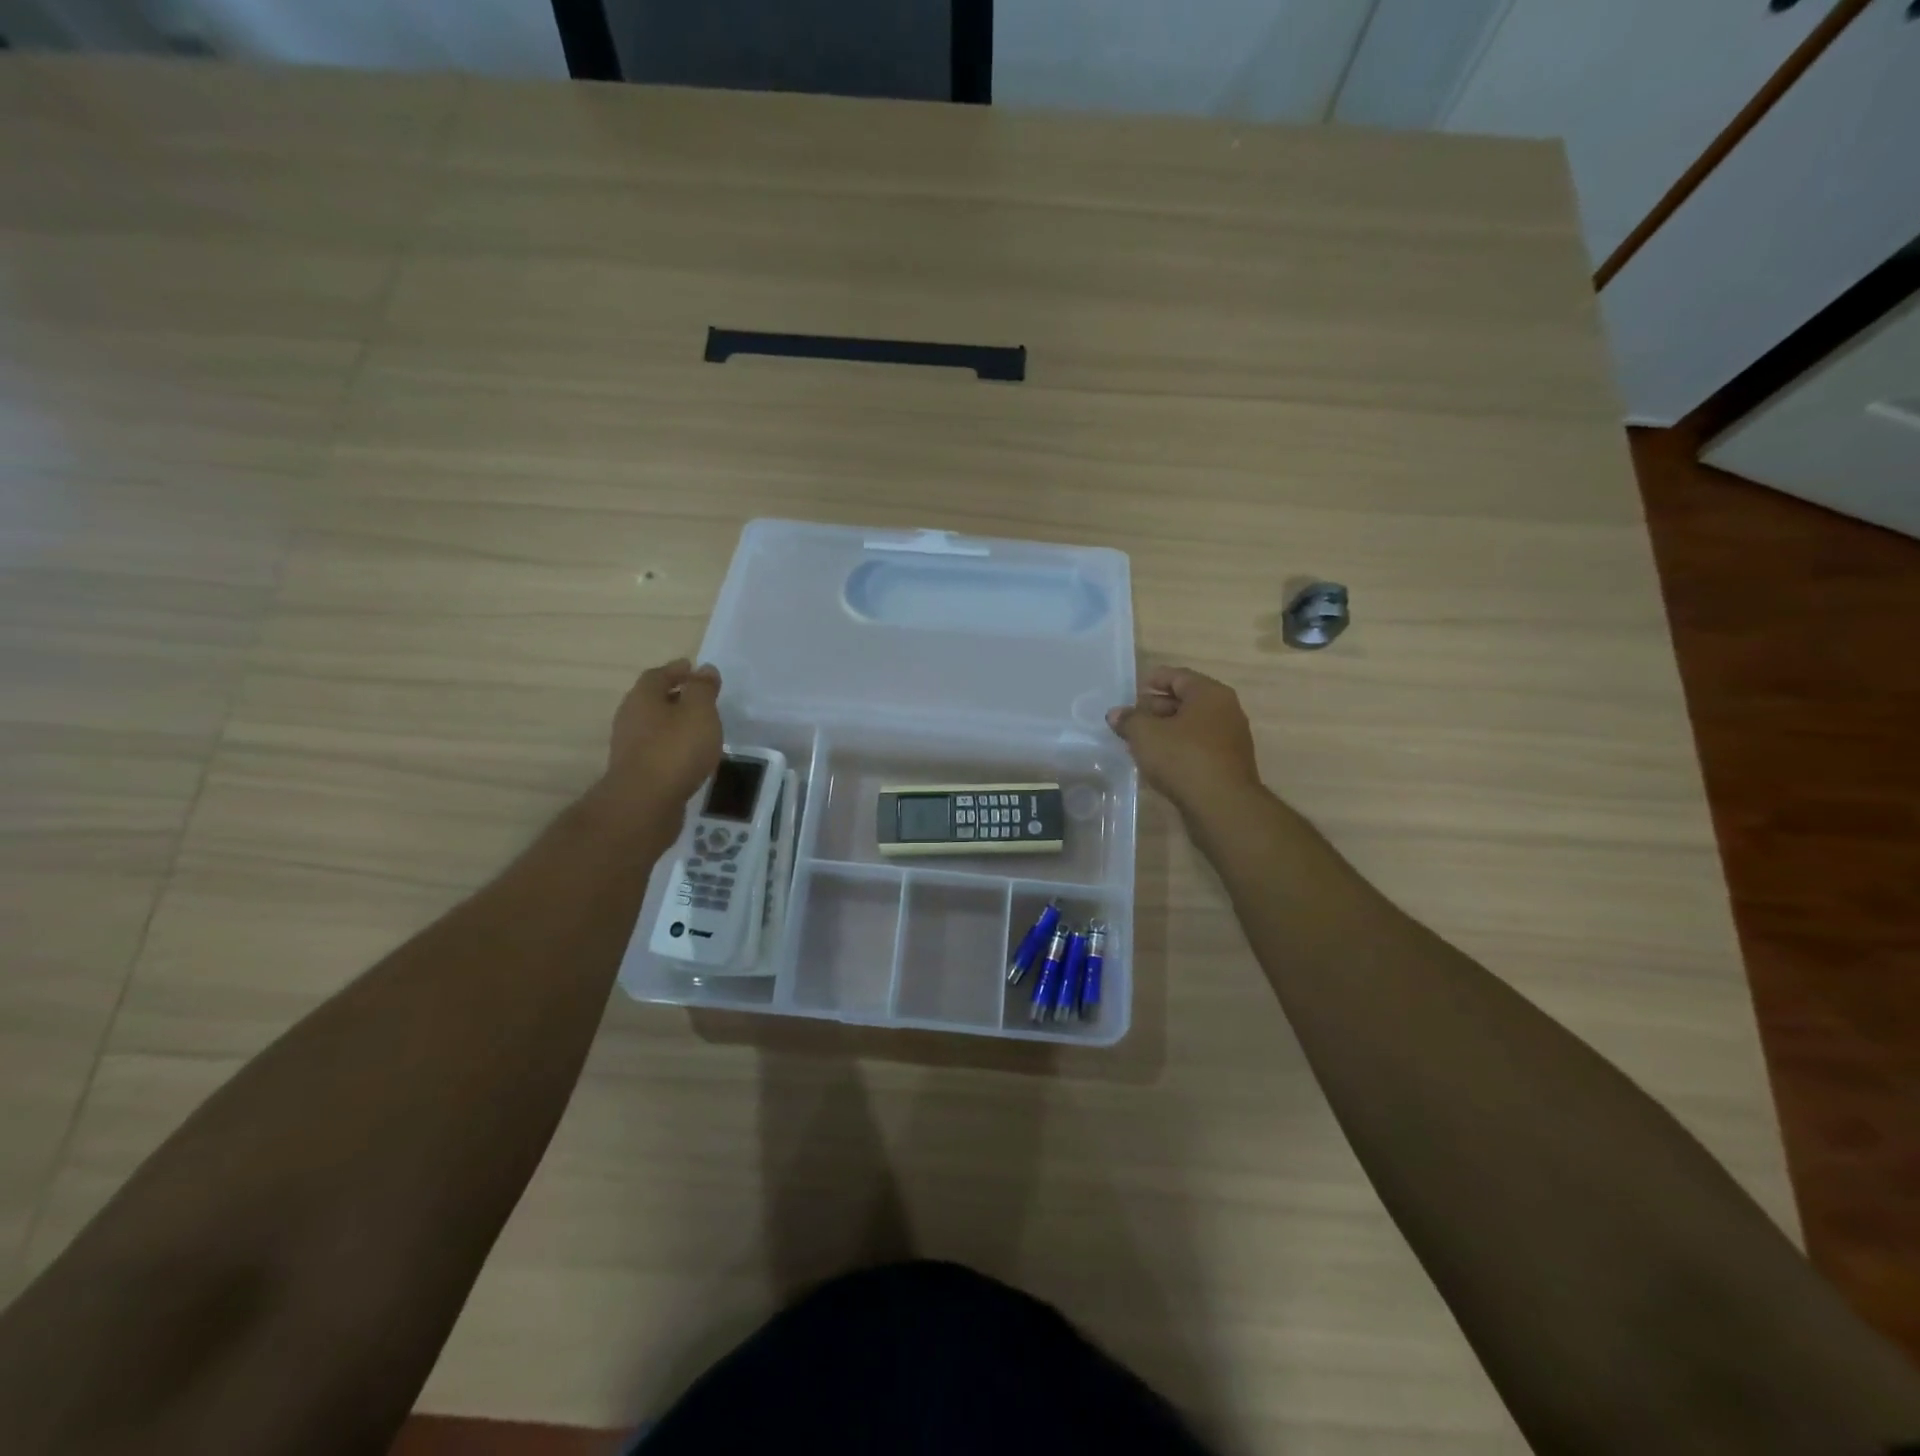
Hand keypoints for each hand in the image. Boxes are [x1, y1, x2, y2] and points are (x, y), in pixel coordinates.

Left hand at [599, 658, 723, 817]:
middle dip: (674, 696)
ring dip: (673, 724)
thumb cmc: (675, 749)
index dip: (677, 670)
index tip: (694, 669)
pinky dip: (672, 747)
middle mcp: (630, 718)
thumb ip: (703, 689)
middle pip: (652, 700)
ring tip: (698, 728)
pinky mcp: (637, 773)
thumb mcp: (699, 712)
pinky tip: (689, 756)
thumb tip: (704, 669)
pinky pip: (657, 750)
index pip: (658, 675)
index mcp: (643, 697)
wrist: (645, 803)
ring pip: (654, 726)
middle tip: (699, 698)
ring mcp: (630, 747)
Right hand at [1107, 666, 1261, 813]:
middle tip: (1131, 718)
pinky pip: (1198, 747)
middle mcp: (1226, 711)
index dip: (1154, 680)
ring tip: (1139, 741)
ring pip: (1191, 726)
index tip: (1134, 689)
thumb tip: (1116, 714)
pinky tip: (1158, 761)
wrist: (1222, 806)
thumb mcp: (1145, 735)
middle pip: (1186, 701)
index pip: (1178, 676)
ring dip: (1166, 730)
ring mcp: (1230, 739)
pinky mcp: (1228, 765)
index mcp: (1210, 694)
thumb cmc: (1183, 758)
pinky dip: (1178, 748)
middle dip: (1156, 707)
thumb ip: (1129, 720)